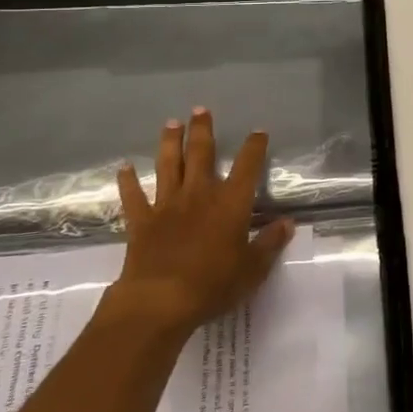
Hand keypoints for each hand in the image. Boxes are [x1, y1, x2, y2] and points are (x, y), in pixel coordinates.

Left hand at [107, 108, 293, 336]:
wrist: (160, 301)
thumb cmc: (213, 284)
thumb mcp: (253, 268)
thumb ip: (270, 243)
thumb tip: (287, 223)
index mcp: (231, 202)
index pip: (248, 165)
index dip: (254, 146)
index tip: (258, 132)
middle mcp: (199, 194)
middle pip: (201, 153)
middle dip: (202, 130)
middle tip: (200, 110)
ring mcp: (167, 205)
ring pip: (168, 165)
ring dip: (169, 143)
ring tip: (171, 123)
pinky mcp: (141, 222)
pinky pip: (134, 196)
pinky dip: (128, 181)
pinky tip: (125, 168)